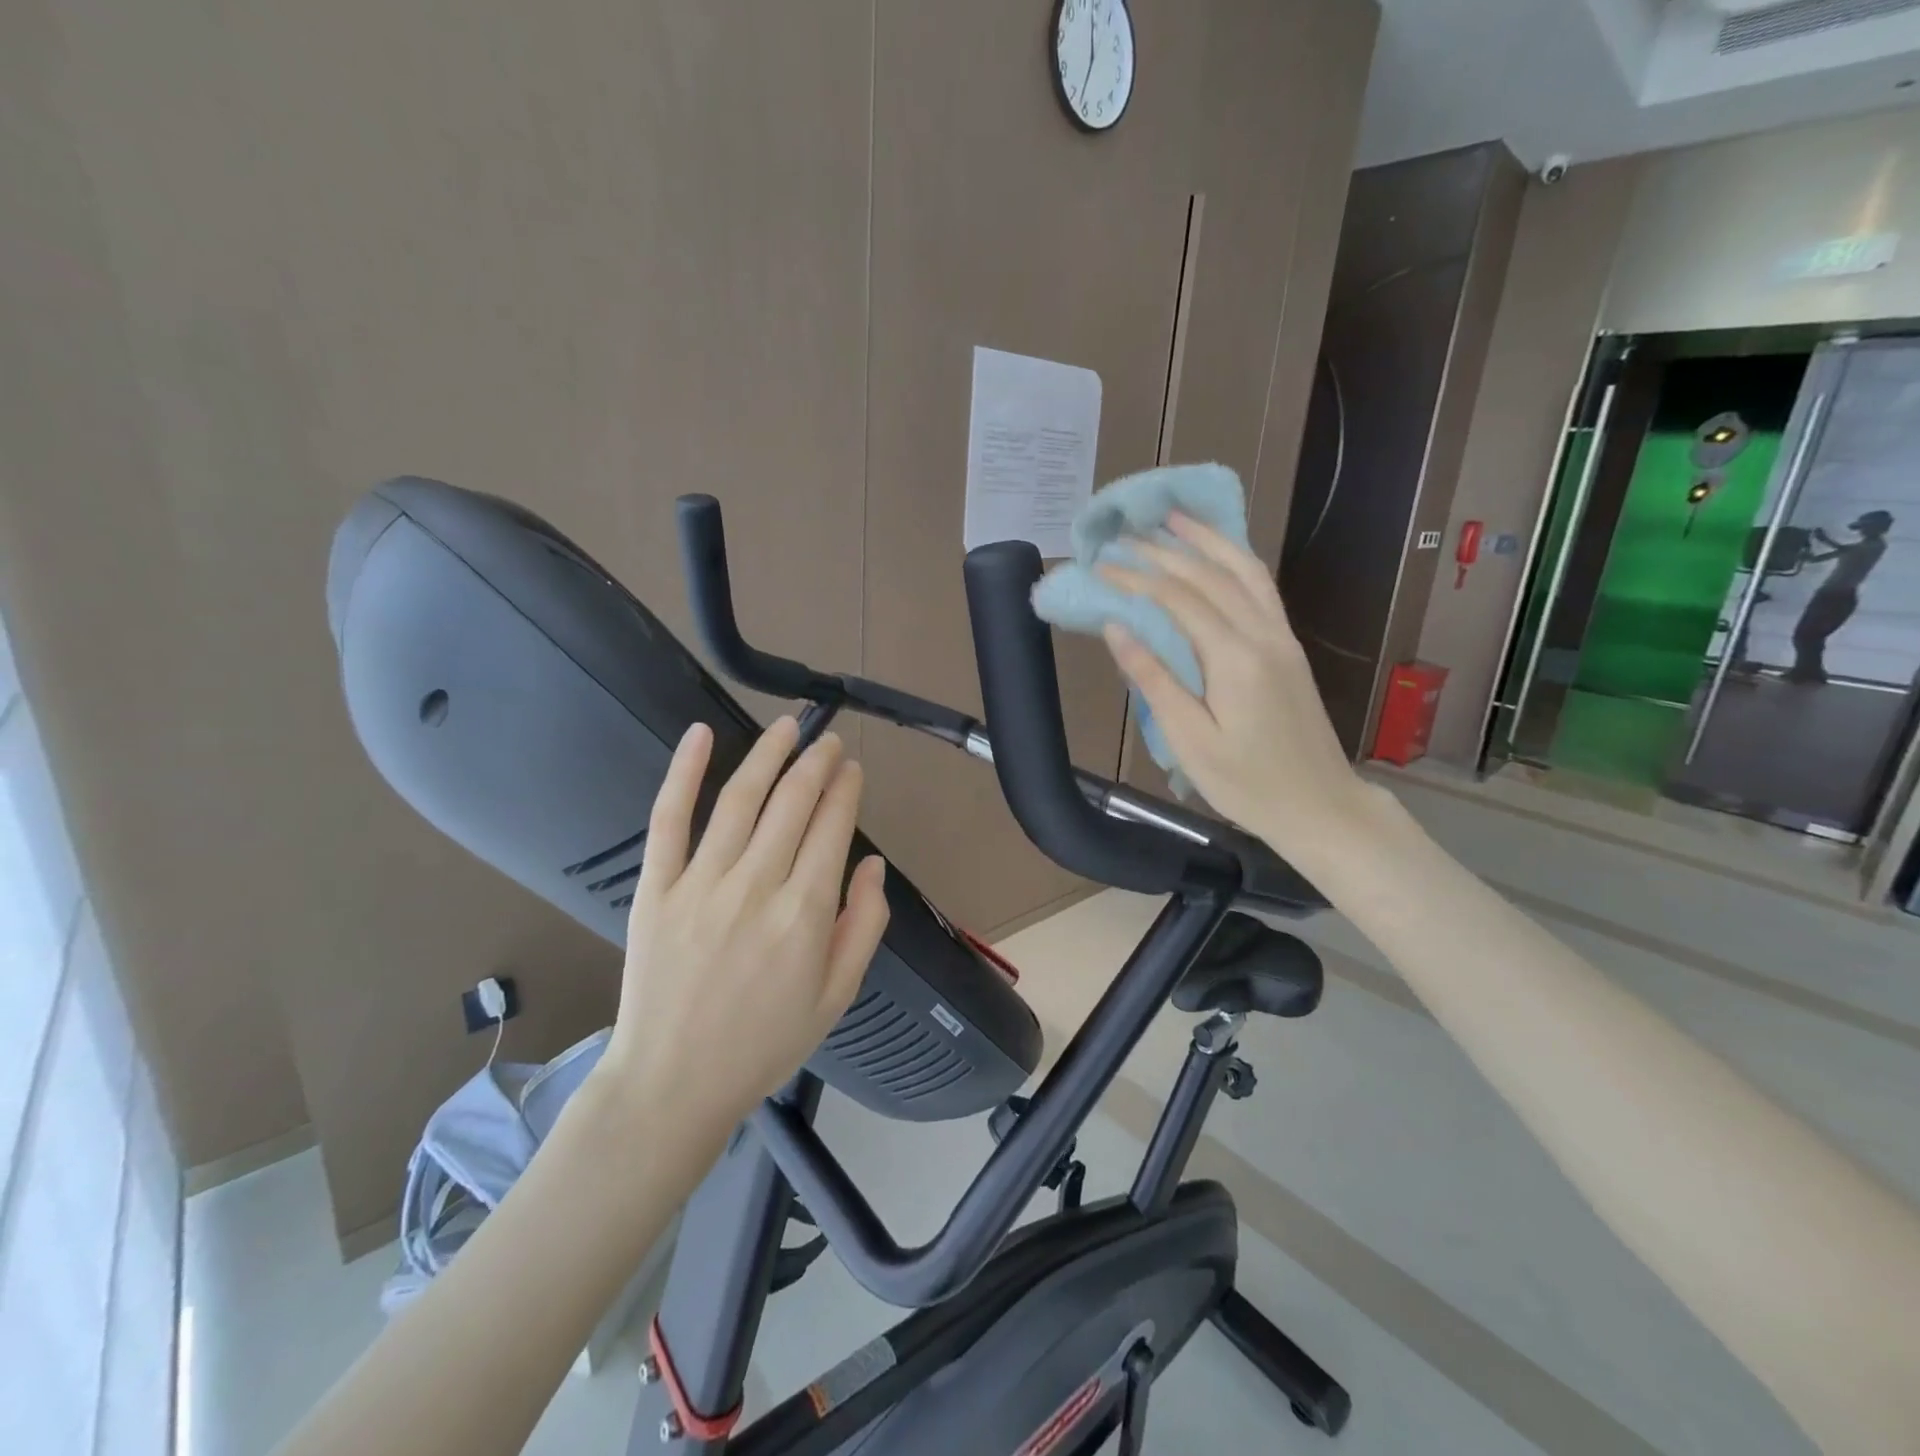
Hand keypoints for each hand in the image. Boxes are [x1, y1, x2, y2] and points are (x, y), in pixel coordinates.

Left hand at [599, 718, 889, 1132]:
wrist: (673, 1083)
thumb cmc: (764, 1043)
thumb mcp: (837, 997)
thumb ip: (864, 926)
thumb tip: (873, 866)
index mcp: (805, 913)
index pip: (832, 827)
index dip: (846, 790)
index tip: (853, 770)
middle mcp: (756, 886)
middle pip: (793, 803)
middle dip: (817, 763)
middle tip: (829, 742)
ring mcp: (701, 882)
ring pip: (741, 798)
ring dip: (769, 754)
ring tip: (788, 726)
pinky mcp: (657, 887)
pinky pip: (669, 818)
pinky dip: (683, 772)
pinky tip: (700, 735)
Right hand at [1095, 513, 1372, 860]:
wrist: (1320, 806)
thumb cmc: (1247, 784)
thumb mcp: (1191, 740)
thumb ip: (1155, 680)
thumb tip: (1117, 628)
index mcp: (1234, 659)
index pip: (1177, 599)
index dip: (1135, 579)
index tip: (1100, 567)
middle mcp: (1262, 635)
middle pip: (1209, 575)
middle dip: (1164, 551)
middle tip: (1124, 534)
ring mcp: (1281, 637)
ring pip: (1244, 570)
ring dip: (1207, 540)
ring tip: (1174, 518)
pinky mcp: (1288, 646)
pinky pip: (1261, 587)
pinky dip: (1236, 560)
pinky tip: (1217, 554)